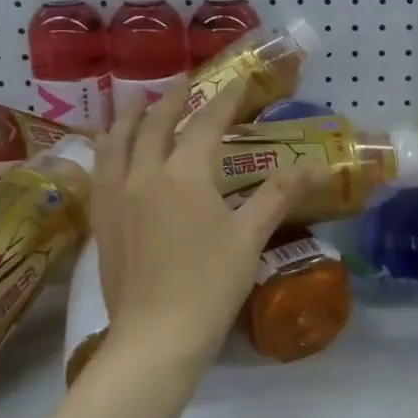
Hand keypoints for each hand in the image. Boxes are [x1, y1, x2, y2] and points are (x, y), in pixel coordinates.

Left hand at [90, 78, 314, 371]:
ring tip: (133, 100)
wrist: (156, 337)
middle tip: (182, 80)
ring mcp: (116, 198)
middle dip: (170, 99)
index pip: (205, 124)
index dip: (224, 100)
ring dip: (127, 117)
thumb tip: (318, 165)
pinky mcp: (102, 222)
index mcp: (184, 174)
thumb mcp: (250, 236)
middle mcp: (144, 175)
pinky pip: (99, 173)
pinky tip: (108, 154)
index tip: (238, 80)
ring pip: (116, 143)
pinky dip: (106, 151)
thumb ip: (280, 194)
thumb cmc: (210, 284)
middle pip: (154, 125)